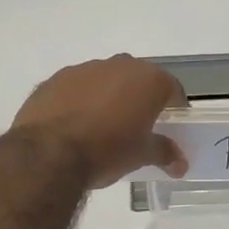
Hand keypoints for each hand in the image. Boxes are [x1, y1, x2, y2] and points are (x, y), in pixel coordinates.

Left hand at [13, 55, 187, 187]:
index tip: (171, 126)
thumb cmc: (107, 151)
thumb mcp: (141, 155)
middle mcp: (119, 65)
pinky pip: (76, 88)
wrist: (48, 153)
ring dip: (108, 97)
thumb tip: (180, 163)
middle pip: (138, 80)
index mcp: (148, 80)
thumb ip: (164, 152)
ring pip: (105, 80)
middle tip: (137, 126)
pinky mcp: (55, 79)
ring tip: (101, 127)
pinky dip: (80, 101)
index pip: (172, 89)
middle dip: (139, 99)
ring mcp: (84, 69)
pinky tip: (74, 125)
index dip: (174, 108)